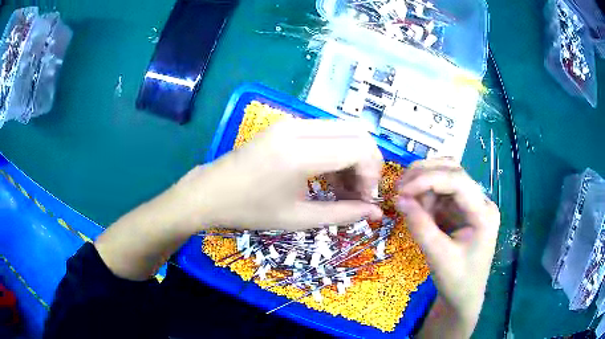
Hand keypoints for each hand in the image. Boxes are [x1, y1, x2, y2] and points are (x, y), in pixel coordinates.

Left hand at [174, 119, 383, 230]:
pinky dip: (337, 153)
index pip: (359, 148)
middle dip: (367, 164)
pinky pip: (326, 133)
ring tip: (344, 190)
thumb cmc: (249, 210)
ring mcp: (291, 123)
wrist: (210, 193)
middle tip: (359, 193)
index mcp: (300, 153)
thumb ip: (342, 214)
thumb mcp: (298, 218)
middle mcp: (299, 129)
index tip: (365, 199)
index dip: (372, 174)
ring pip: (343, 131)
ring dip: (353, 158)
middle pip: (357, 133)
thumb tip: (376, 212)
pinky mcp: (286, 126)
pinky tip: (328, 178)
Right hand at [395, 158, 499, 337]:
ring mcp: (471, 204)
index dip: (428, 179)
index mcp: (483, 213)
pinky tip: (415, 206)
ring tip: (405, 199)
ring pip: (446, 177)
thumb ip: (420, 226)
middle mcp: (480, 202)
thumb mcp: (438, 257)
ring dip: (423, 183)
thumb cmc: (457, 282)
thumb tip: (398, 199)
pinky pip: (441, 193)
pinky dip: (424, 195)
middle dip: (424, 174)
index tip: (401, 190)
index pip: (458, 181)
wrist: (464, 297)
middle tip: (398, 187)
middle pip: (453, 171)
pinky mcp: (460, 210)